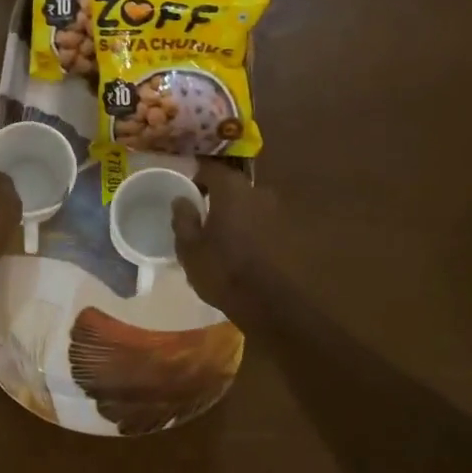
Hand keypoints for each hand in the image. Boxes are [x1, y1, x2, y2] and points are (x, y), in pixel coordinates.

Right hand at [171, 161, 289, 330]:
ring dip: (237, 215)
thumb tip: (181, 199)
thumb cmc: (223, 270)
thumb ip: (183, 218)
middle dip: (219, 198)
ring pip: (250, 206)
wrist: (270, 303)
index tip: (188, 194)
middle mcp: (258, 192)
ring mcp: (278, 212)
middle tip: (204, 218)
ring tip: (224, 237)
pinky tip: (244, 250)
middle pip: (233, 187)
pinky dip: (253, 230)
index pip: (210, 169)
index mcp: (232, 190)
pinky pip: (263, 223)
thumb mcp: (189, 248)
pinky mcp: (290, 234)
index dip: (197, 178)